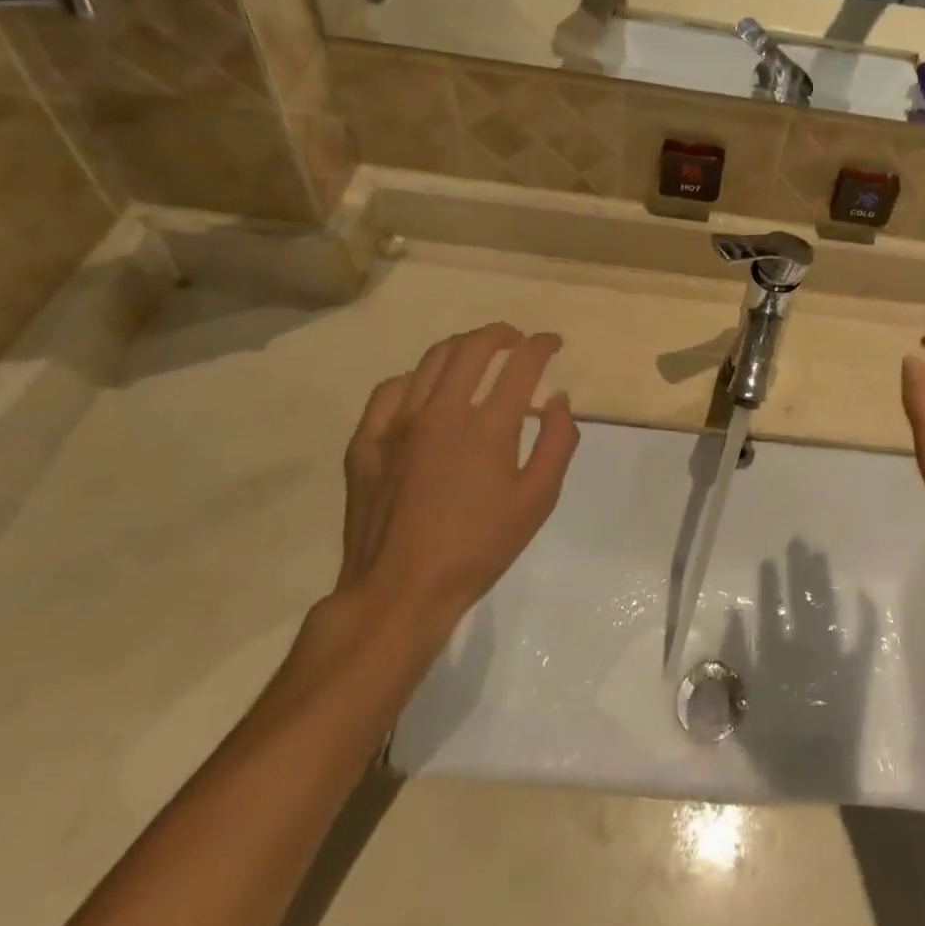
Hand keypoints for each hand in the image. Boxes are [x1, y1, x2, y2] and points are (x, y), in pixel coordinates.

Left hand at [336, 324, 578, 638]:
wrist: (400, 591)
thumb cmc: (479, 547)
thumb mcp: (538, 500)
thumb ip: (558, 442)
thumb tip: (557, 400)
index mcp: (488, 426)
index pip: (522, 363)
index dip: (542, 345)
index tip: (553, 343)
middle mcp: (442, 412)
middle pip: (473, 347)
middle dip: (502, 334)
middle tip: (516, 341)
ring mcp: (398, 424)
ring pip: (431, 361)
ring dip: (462, 348)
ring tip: (476, 356)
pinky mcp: (366, 441)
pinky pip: (390, 390)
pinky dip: (415, 379)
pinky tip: (425, 391)